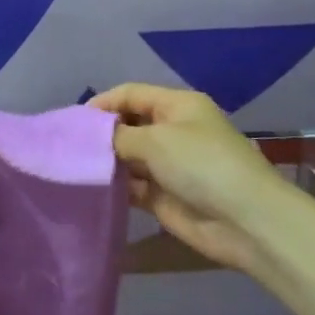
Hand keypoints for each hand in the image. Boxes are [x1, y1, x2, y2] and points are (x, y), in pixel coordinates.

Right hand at [89, 84, 288, 275]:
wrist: (246, 221)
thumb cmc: (202, 165)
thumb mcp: (156, 140)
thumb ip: (118, 136)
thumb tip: (93, 138)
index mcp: (177, 106)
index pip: (131, 94)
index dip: (103, 104)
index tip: (73, 122)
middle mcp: (172, 131)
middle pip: (128, 125)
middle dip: (101, 134)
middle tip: (69, 147)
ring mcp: (169, 165)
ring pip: (128, 157)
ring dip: (106, 162)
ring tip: (73, 168)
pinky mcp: (165, 197)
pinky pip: (133, 186)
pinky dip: (116, 187)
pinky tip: (92, 190)